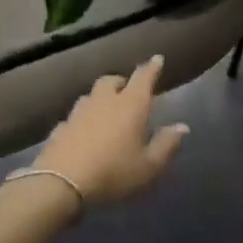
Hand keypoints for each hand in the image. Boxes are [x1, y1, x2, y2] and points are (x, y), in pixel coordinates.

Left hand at [35, 56, 187, 205]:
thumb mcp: (148, 166)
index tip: (157, 59)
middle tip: (128, 92)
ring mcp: (79, 112)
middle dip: (121, 82)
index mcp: (130, 105)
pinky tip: (83, 132)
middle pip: (112, 81)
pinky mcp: (60, 127)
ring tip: (105, 111)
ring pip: (91, 95)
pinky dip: (82, 120)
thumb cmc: (113, 172)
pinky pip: (74, 117)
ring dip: (100, 99)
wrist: (61, 183)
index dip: (152, 67)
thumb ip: (166, 145)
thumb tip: (182, 127)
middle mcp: (104, 101)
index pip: (143, 77)